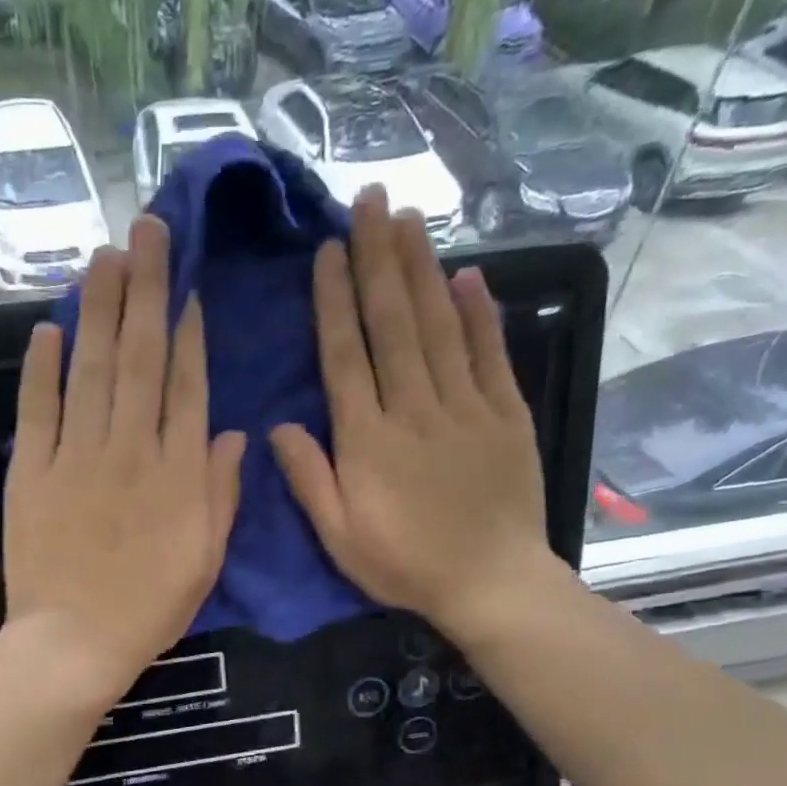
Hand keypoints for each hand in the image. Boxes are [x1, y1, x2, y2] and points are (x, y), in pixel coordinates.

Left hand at [3, 215, 245, 702]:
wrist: (75, 642)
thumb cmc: (150, 607)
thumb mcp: (206, 558)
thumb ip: (220, 492)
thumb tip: (234, 433)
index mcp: (177, 471)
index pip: (186, 385)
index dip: (189, 331)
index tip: (187, 286)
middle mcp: (130, 448)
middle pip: (140, 357)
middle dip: (145, 289)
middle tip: (146, 230)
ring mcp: (76, 456)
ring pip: (91, 369)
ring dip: (99, 309)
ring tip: (105, 256)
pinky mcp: (31, 472)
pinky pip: (37, 409)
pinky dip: (41, 368)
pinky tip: (49, 328)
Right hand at [270, 189, 561, 641]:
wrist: (492, 584)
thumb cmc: (405, 565)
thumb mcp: (339, 537)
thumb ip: (309, 479)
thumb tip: (279, 426)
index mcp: (368, 440)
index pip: (346, 356)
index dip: (334, 300)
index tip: (327, 251)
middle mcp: (415, 409)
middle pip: (394, 323)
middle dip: (378, 259)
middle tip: (371, 201)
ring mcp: (466, 407)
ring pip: (440, 326)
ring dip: (423, 269)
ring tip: (409, 219)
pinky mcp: (507, 415)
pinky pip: (491, 354)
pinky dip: (481, 312)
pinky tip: (469, 275)